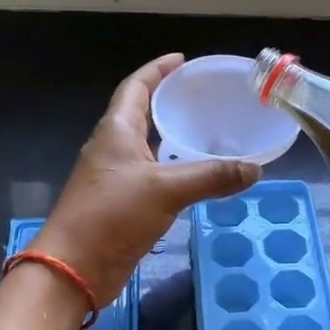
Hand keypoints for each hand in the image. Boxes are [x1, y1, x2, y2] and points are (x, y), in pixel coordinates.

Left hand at [33, 54, 260, 301]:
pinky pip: (152, 175)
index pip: (137, 86)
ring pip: (148, 146)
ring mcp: (115, 177)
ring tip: (207, 131)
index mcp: (116, 131)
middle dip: (168, 100)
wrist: (74, 269)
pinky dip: (174, 169)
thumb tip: (255, 168)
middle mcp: (113, 148)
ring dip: (172, 136)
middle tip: (203, 96)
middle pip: (141, 113)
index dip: (158, 70)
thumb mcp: (165, 190)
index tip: (182, 60)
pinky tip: (197, 176)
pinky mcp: (121, 203)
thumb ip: (211, 176)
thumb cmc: (111, 216)